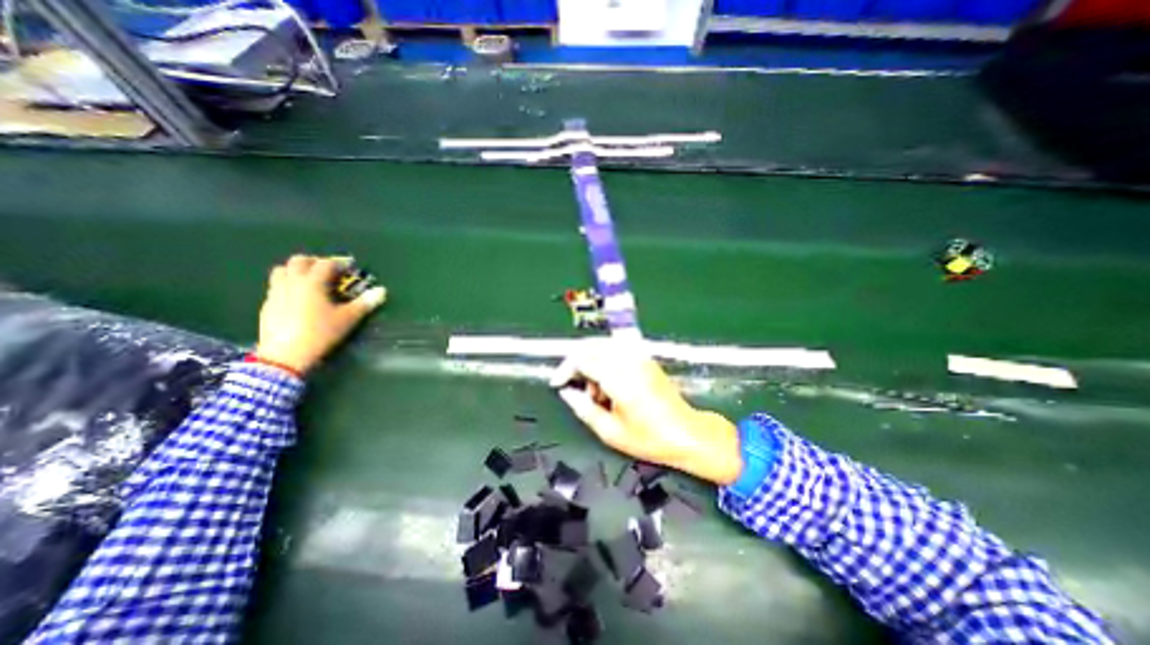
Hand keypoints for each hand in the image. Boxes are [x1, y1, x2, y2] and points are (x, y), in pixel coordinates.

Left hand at [255, 254, 387, 374]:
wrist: (285, 355)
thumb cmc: (321, 333)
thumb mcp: (348, 319)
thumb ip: (365, 303)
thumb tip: (382, 291)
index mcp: (312, 283)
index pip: (325, 263)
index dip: (339, 263)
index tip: (350, 268)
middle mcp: (292, 282)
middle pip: (299, 261)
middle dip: (316, 261)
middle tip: (329, 270)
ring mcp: (276, 292)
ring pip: (282, 270)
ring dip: (297, 270)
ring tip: (311, 280)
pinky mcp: (268, 304)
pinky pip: (276, 285)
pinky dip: (288, 283)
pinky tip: (298, 297)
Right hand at [549, 338, 747, 483]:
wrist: (688, 434)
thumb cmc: (650, 438)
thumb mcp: (610, 432)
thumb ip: (584, 409)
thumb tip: (567, 393)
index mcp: (618, 377)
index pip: (581, 359)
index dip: (565, 369)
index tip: (558, 384)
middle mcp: (628, 360)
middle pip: (590, 346)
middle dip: (576, 363)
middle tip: (575, 387)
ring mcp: (639, 357)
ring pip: (602, 346)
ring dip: (591, 363)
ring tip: (597, 393)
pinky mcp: (645, 359)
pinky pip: (616, 350)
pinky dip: (605, 362)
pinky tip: (610, 385)